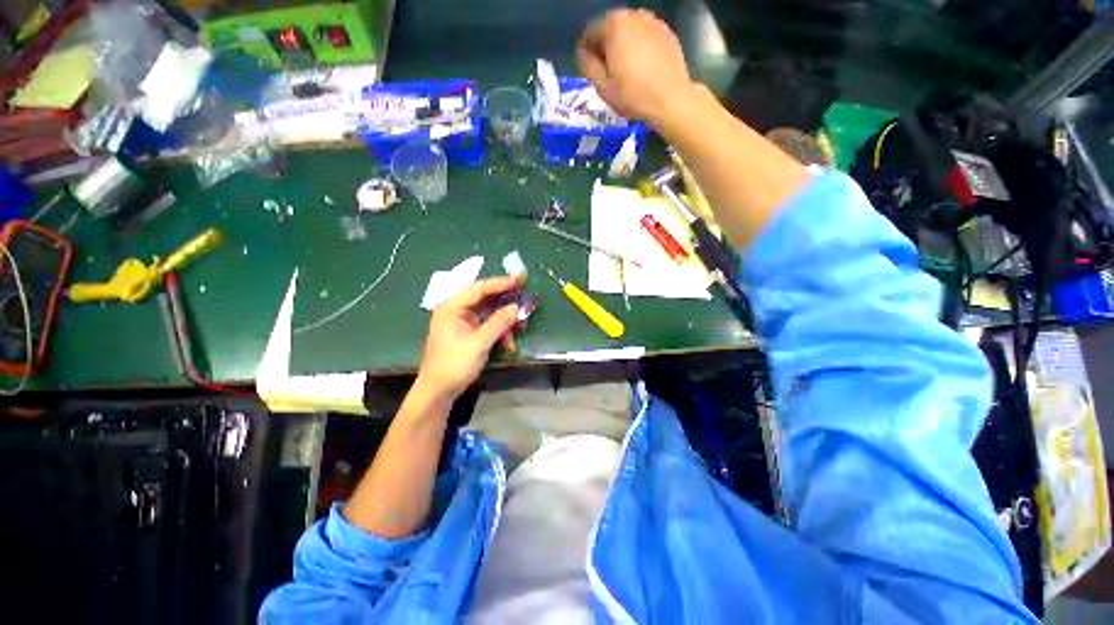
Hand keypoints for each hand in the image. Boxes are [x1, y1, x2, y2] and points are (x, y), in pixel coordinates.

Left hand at [415, 275, 524, 402]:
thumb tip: (516, 307)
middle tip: (525, 298)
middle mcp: (457, 310)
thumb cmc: (454, 365)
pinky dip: (500, 332)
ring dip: (505, 321)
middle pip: (486, 299)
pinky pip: (488, 326)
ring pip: (489, 313)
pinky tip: (509, 344)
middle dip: (506, 302)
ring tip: (522, 327)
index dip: (501, 283)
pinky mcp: (468, 333)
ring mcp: (462, 322)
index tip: (521, 278)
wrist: (438, 392)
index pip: (479, 288)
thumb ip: (499, 323)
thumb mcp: (479, 343)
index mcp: (452, 307)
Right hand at [576, 9, 692, 122]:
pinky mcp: (668, 33)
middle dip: (605, 47)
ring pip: (629, 32)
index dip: (586, 51)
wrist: (671, 100)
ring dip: (623, 47)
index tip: (588, 69)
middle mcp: (634, 15)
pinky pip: (646, 38)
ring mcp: (654, 22)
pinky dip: (639, 48)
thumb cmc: (633, 95)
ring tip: (624, 71)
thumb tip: (583, 54)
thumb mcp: (602, 87)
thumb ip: (587, 65)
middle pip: (611, 29)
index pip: (590, 32)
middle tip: (606, 71)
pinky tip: (641, 69)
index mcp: (614, 25)